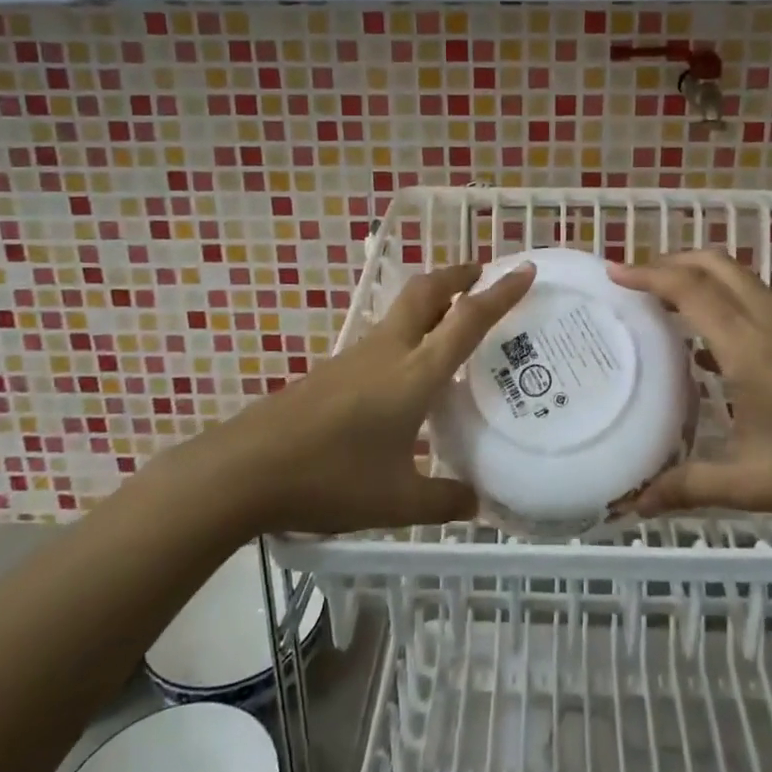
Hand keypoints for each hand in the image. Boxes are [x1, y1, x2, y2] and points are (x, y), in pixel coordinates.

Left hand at [211, 262, 534, 534]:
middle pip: (425, 292)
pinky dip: (409, 331)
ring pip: (401, 311)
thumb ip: (443, 500)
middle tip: (482, 273)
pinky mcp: (333, 370)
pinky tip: (408, 370)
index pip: (467, 320)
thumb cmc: (331, 478)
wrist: (246, 469)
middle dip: (456, 275)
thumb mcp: (396, 501)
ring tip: (453, 319)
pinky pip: (383, 337)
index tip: (525, 269)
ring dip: (432, 301)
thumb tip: (478, 502)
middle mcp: (388, 351)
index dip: (500, 293)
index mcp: (414, 373)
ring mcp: (355, 356)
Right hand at [610, 250, 771, 523]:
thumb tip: (632, 505)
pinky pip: (752, 301)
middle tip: (634, 279)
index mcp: (749, 349)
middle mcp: (768, 325)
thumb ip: (688, 487)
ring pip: (737, 279)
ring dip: (697, 275)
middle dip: (672, 260)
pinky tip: (704, 345)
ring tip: (660, 299)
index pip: (692, 291)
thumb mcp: (752, 483)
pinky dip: (720, 299)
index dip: (650, 275)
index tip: (613, 273)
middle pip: (716, 265)